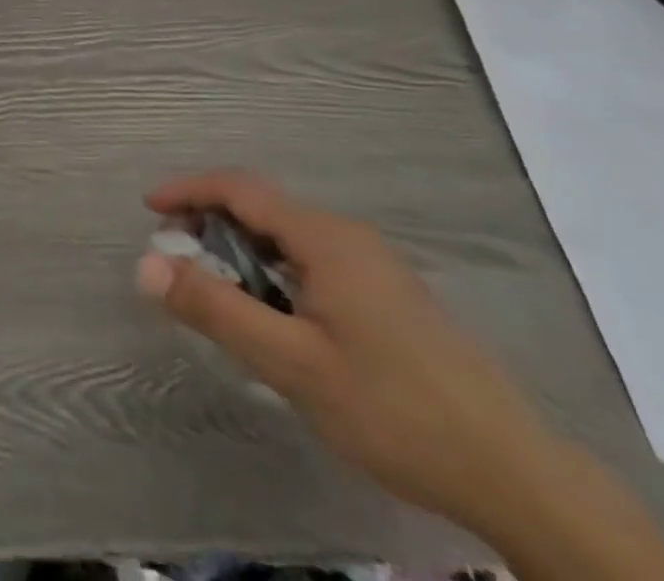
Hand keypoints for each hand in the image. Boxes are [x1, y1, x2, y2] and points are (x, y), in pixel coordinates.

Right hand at [137, 170, 558, 533]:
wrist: (517, 475)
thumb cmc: (394, 410)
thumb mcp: (291, 364)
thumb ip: (216, 310)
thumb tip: (146, 265)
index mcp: (325, 237)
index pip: (239, 188)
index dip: (188, 190)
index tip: (148, 210)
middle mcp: (348, 236)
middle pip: (262, 208)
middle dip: (210, 223)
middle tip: (178, 264)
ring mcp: (373, 264)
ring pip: (287, 238)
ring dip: (242, 252)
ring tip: (219, 295)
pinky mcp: (388, 295)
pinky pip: (312, 262)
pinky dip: (273, 271)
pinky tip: (275, 318)